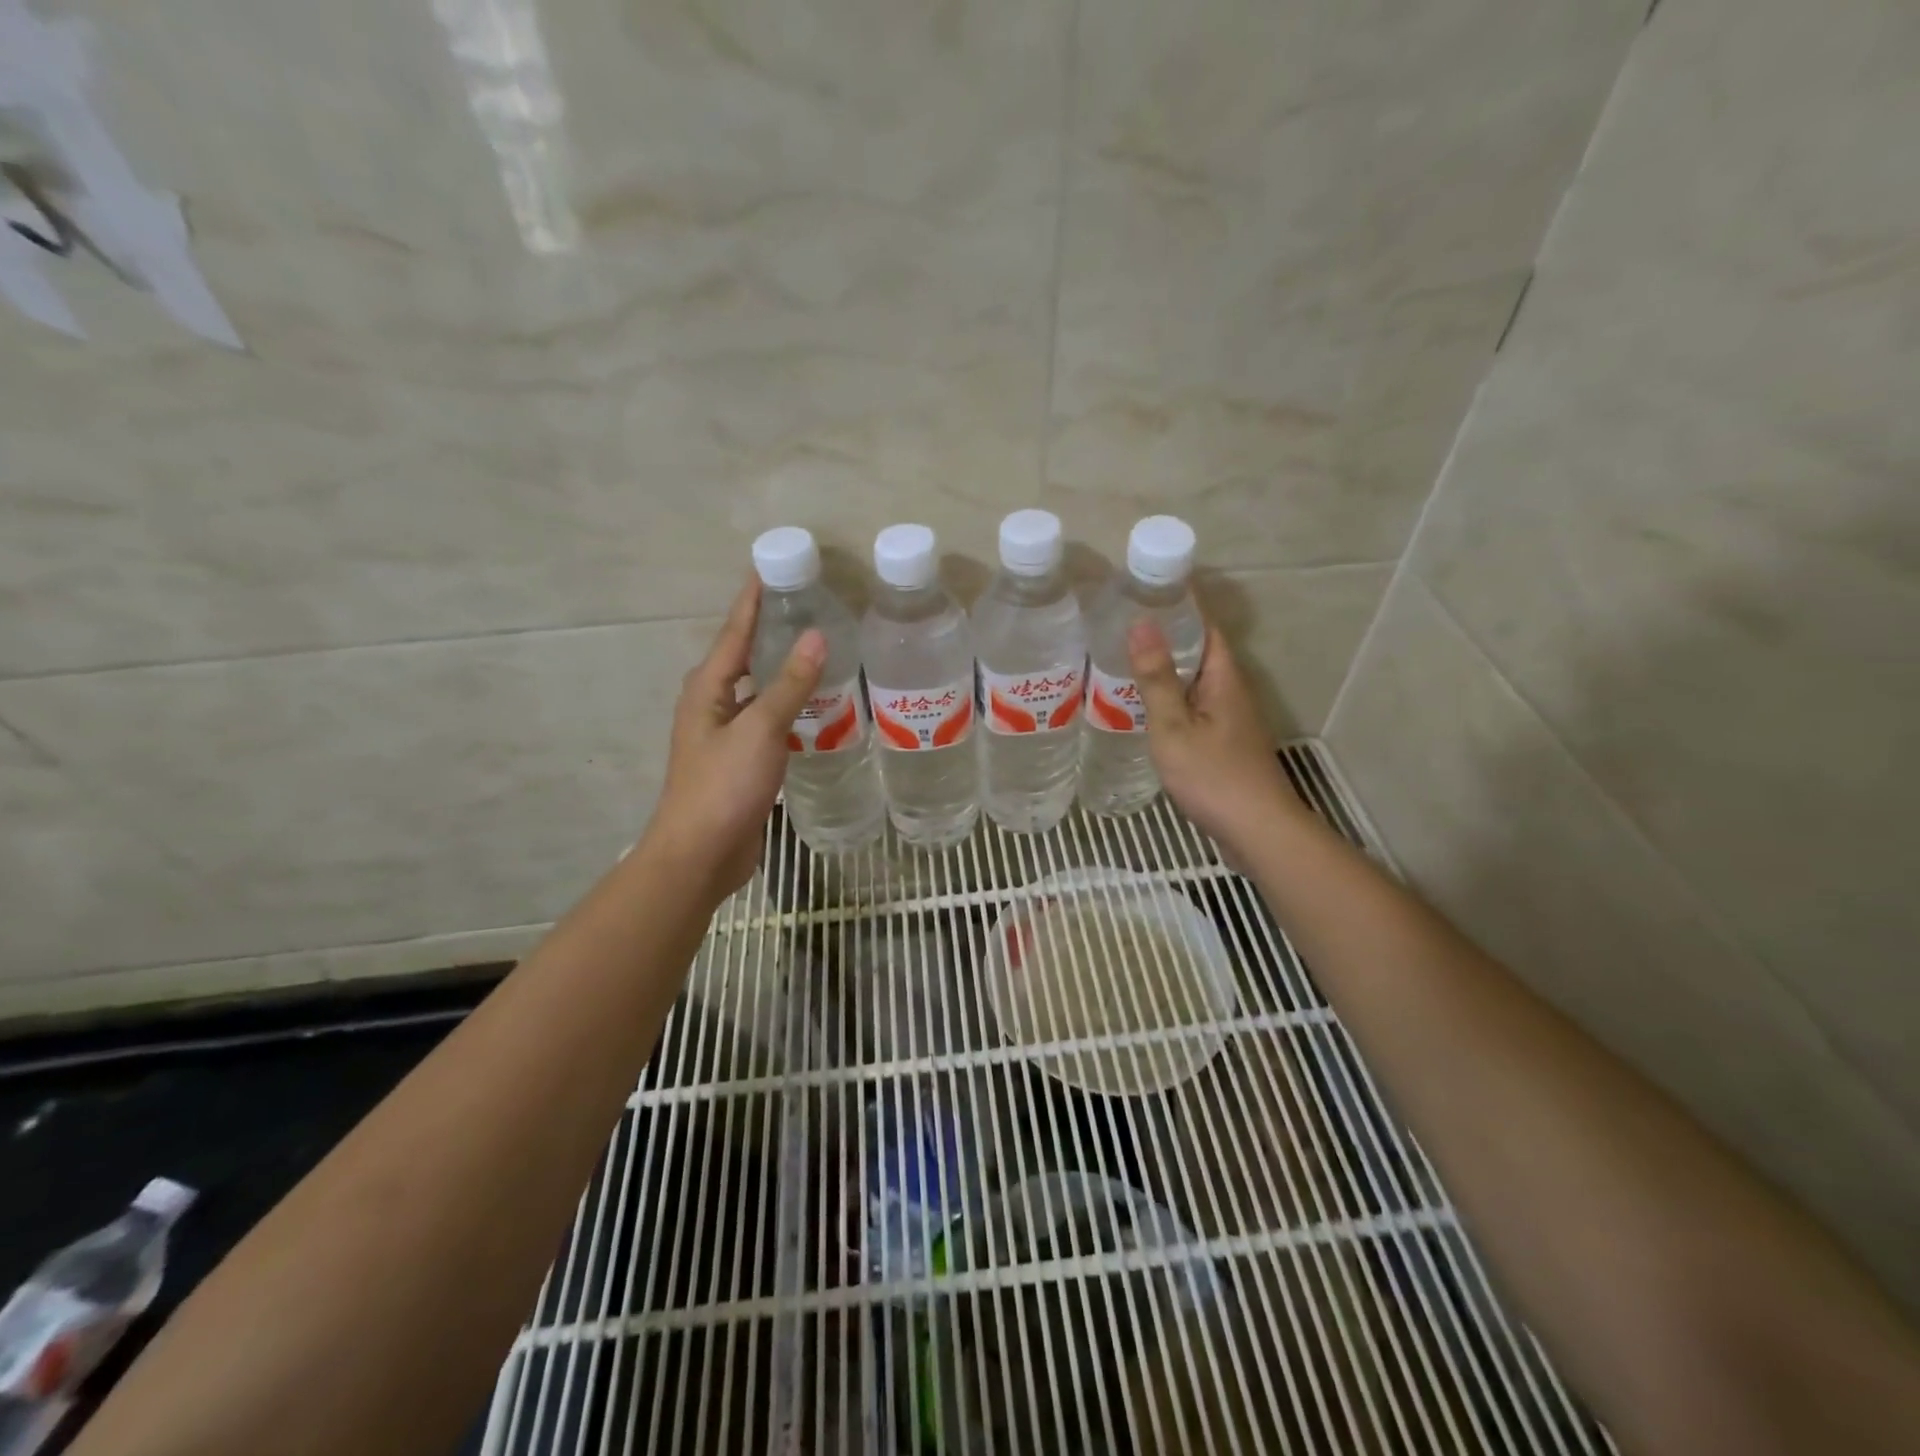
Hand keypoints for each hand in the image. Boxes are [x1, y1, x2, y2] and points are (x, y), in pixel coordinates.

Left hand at [643, 577, 823, 898]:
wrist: (701, 854)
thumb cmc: (724, 786)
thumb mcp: (759, 729)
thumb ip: (789, 684)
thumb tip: (814, 636)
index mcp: (707, 689)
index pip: (734, 632)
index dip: (752, 600)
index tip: (770, 568)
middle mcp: (713, 705)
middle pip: (744, 657)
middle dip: (771, 631)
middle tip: (809, 607)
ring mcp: (726, 735)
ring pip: (759, 691)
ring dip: (783, 671)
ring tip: (821, 652)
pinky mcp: (742, 761)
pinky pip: (769, 721)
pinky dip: (790, 708)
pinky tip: (817, 709)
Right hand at [1128, 619, 1303, 859]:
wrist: (1258, 832)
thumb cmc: (1214, 776)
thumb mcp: (1174, 727)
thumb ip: (1157, 679)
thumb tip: (1142, 622)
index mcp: (1224, 679)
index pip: (1205, 626)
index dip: (1179, 605)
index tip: (1143, 590)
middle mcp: (1232, 692)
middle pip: (1200, 652)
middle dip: (1166, 636)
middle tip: (1121, 626)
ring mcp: (1230, 720)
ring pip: (1195, 683)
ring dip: (1166, 670)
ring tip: (1123, 662)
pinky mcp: (1224, 744)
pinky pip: (1194, 708)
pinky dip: (1170, 700)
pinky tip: (1144, 710)